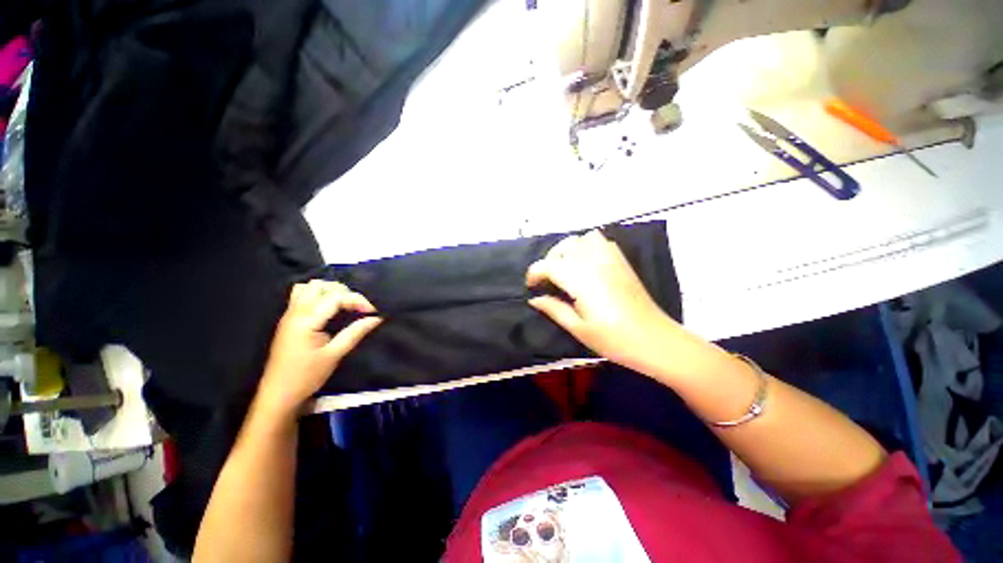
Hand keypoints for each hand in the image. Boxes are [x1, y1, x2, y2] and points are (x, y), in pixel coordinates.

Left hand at [257, 280, 381, 415]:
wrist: (278, 394)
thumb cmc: (306, 376)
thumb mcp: (334, 355)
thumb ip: (355, 333)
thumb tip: (376, 318)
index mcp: (306, 320)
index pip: (336, 297)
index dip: (357, 300)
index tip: (373, 312)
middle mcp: (295, 312)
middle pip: (321, 286)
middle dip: (344, 292)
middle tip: (357, 308)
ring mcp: (289, 315)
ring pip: (308, 287)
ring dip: (329, 291)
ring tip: (344, 305)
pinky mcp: (289, 320)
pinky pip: (301, 296)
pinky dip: (318, 296)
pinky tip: (328, 309)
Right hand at [526, 230, 677, 372]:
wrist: (655, 340)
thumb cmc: (614, 339)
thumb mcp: (578, 328)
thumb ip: (553, 309)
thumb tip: (534, 299)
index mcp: (580, 279)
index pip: (548, 265)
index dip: (534, 274)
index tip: (531, 287)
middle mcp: (593, 262)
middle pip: (564, 247)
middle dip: (549, 260)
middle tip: (548, 280)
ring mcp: (610, 259)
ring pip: (582, 238)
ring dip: (569, 249)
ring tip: (567, 267)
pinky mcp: (622, 261)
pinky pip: (601, 241)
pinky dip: (588, 246)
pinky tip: (587, 264)